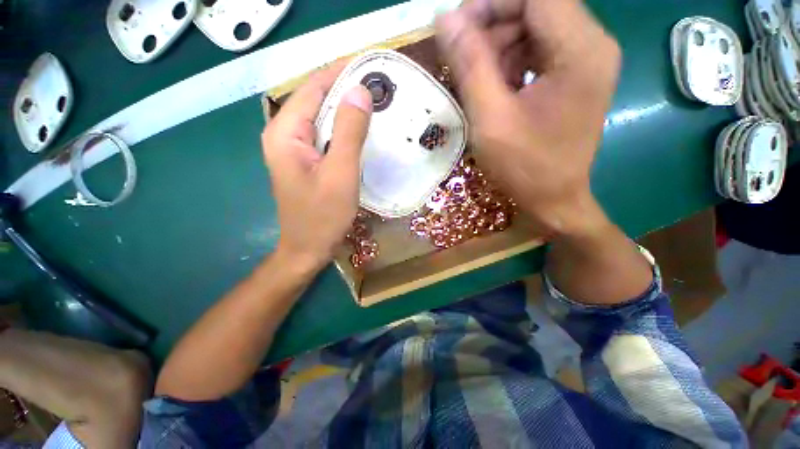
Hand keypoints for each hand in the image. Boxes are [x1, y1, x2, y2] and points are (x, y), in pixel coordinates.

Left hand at [262, 62, 372, 270]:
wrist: (308, 248)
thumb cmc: (323, 216)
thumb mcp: (340, 174)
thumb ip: (349, 132)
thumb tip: (361, 91)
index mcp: (285, 133)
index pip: (312, 87)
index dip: (340, 72)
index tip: (370, 65)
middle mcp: (284, 134)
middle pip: (316, 100)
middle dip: (346, 90)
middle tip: (379, 87)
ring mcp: (294, 149)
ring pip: (322, 118)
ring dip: (346, 110)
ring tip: (376, 104)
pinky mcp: (306, 161)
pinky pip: (325, 135)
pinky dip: (343, 129)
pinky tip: (361, 131)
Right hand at [436, 0, 620, 236]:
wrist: (553, 198)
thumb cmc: (524, 167)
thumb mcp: (490, 119)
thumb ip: (470, 65)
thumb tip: (446, 18)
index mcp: (580, 50)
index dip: (491, 3)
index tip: (458, 28)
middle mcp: (592, 44)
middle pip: (537, 6)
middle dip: (493, 24)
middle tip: (461, 57)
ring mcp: (586, 60)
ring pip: (535, 27)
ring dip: (500, 46)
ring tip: (477, 80)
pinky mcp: (575, 75)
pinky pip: (538, 50)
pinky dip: (511, 61)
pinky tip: (495, 89)